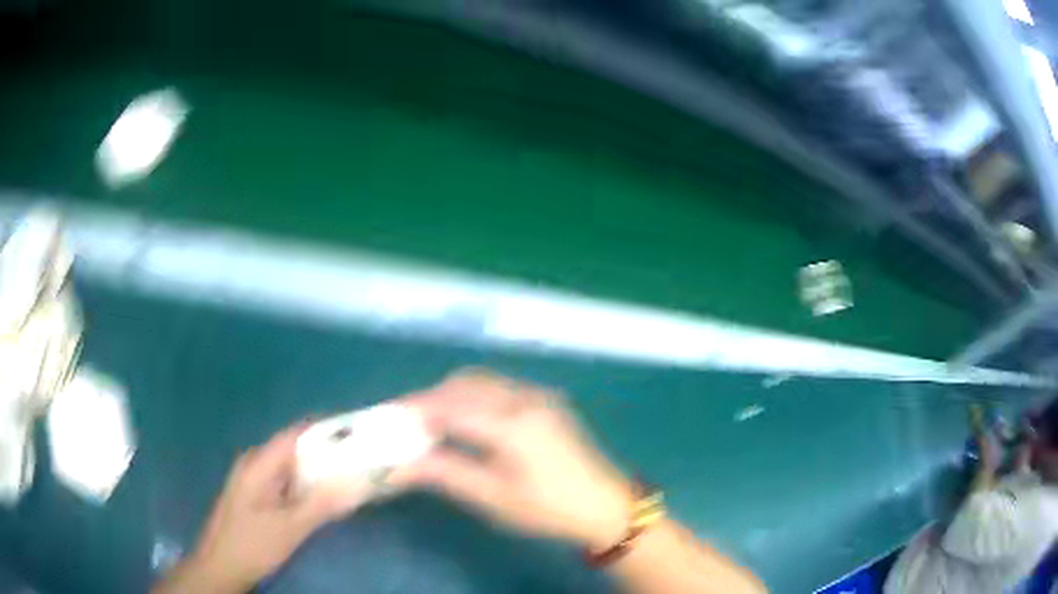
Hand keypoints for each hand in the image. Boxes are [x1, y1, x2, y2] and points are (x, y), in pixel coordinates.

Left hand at [155, 424, 371, 593]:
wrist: (220, 566)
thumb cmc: (252, 544)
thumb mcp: (289, 528)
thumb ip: (321, 505)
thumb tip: (356, 484)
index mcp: (258, 464)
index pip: (295, 434)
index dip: (324, 430)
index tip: (355, 433)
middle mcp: (254, 464)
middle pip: (293, 449)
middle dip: (324, 453)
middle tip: (357, 461)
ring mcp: (252, 480)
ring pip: (289, 467)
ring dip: (315, 471)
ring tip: (345, 478)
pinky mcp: (254, 496)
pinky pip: (283, 482)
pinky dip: (303, 486)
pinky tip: (319, 499)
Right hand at [396, 370, 634, 550]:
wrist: (606, 506)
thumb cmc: (549, 509)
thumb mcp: (494, 498)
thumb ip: (447, 474)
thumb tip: (404, 462)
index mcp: (512, 424)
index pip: (450, 407)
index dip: (415, 410)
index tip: (388, 417)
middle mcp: (524, 398)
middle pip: (464, 385)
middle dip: (431, 398)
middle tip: (407, 421)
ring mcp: (539, 395)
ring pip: (482, 381)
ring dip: (452, 394)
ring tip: (432, 421)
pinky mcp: (547, 400)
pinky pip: (500, 386)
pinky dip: (474, 395)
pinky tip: (467, 418)